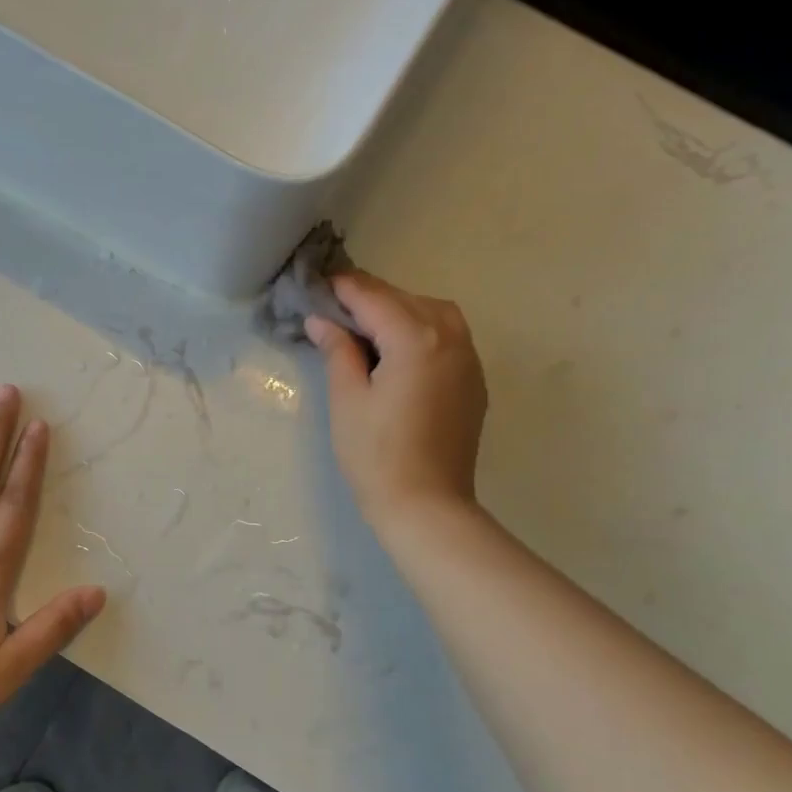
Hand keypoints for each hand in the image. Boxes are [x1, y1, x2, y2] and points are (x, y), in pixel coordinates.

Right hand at [306, 272, 487, 526]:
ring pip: (433, 312)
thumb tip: (322, 320)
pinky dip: (421, 329)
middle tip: (334, 308)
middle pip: (405, 299)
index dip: (343, 289)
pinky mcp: (474, 381)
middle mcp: (450, 337)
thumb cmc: (377, 455)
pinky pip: (449, 336)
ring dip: (399, 310)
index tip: (317, 285)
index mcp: (416, 338)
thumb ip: (338, 350)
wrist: (428, 506)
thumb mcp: (347, 399)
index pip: (373, 298)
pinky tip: (398, 349)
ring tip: (367, 328)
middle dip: (369, 297)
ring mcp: (469, 359)